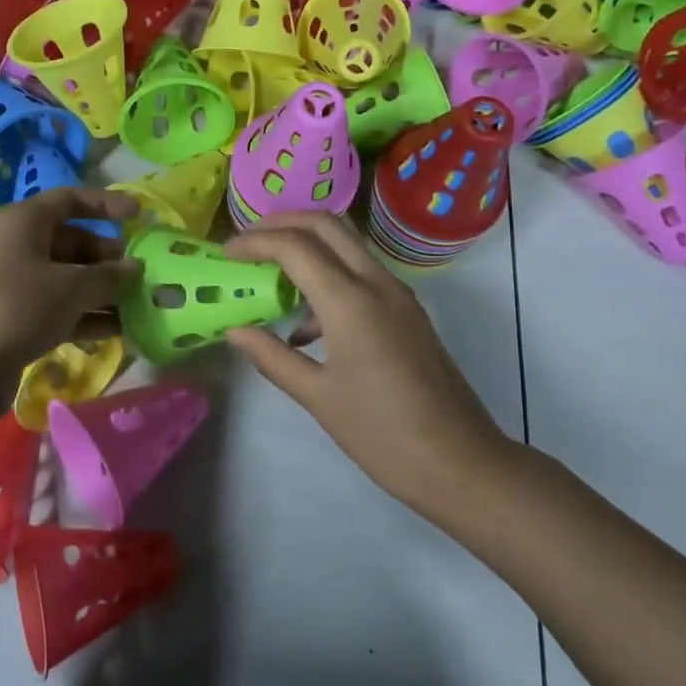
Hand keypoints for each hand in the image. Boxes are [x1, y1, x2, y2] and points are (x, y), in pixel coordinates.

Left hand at [0, 186, 141, 410]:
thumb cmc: (17, 308)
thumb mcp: (71, 287)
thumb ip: (109, 276)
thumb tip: (135, 268)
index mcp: (24, 222)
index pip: (70, 199)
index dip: (106, 204)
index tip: (139, 215)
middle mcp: (18, 246)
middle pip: (73, 242)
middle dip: (109, 257)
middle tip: (142, 275)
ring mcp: (15, 284)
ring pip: (68, 278)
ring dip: (103, 291)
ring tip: (140, 305)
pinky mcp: (16, 318)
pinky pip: (59, 308)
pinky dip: (87, 315)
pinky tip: (119, 330)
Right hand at [223, 213, 516, 509]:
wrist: (460, 463)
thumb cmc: (382, 434)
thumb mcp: (317, 397)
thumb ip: (272, 357)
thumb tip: (235, 331)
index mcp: (350, 301)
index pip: (294, 246)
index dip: (255, 242)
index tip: (225, 254)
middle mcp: (377, 283)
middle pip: (326, 225)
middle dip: (282, 223)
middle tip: (248, 242)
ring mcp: (398, 294)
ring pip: (347, 244)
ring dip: (307, 245)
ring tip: (270, 275)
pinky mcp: (408, 311)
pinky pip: (362, 272)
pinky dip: (329, 274)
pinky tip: (306, 324)